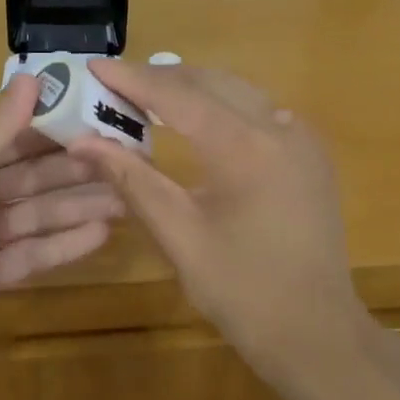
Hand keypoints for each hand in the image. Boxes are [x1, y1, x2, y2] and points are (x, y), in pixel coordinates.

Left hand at [0, 75, 122, 399]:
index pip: (9, 136)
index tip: (102, 122)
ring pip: (32, 216)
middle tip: (126, 165)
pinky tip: (100, 236)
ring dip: (75, 208)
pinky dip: (60, 246)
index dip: (55, 129)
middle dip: (73, 172)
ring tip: (125, 200)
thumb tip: (32, 77)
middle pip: (26, 177)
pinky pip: (28, 255)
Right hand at [68, 60, 364, 367]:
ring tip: (145, 96)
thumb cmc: (243, 292)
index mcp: (245, 147)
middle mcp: (278, 126)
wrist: (317, 333)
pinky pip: (259, 110)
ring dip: (190, 88)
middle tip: (113, 84)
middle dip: (158, 78)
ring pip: (236, 91)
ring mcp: (301, 137)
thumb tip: (82, 142)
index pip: (177, 95)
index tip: (94, 66)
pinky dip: (221, 105)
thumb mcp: (179, 236)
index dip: (132, 79)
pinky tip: (197, 119)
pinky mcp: (310, 153)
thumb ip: (132, 180)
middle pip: (208, 82)